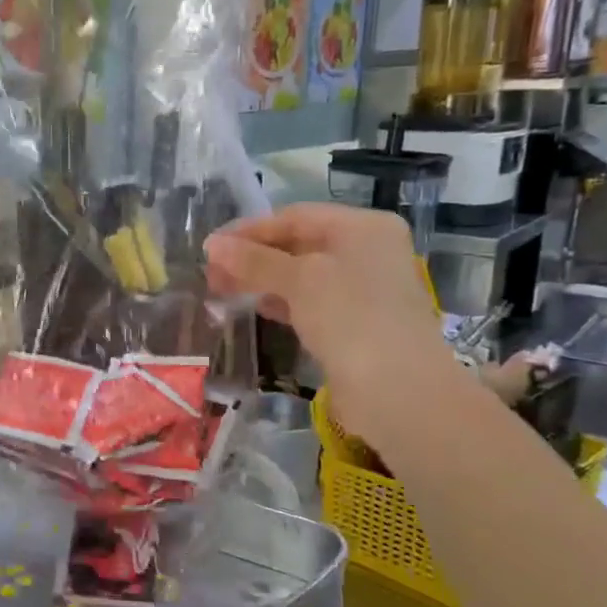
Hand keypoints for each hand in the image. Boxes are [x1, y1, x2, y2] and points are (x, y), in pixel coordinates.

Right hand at [204, 204, 459, 438]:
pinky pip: (311, 302)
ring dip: (263, 280)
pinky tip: (258, 308)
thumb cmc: (350, 317)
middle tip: (212, 274)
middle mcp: (367, 251)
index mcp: (363, 227)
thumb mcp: (299, 280)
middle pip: (298, 243)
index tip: (209, 249)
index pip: (294, 217)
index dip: (249, 230)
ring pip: (302, 275)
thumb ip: (254, 260)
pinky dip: (283, 302)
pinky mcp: (356, 323)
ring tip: (224, 291)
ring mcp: (364, 289)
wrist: (397, 390)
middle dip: (253, 257)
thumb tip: (212, 245)